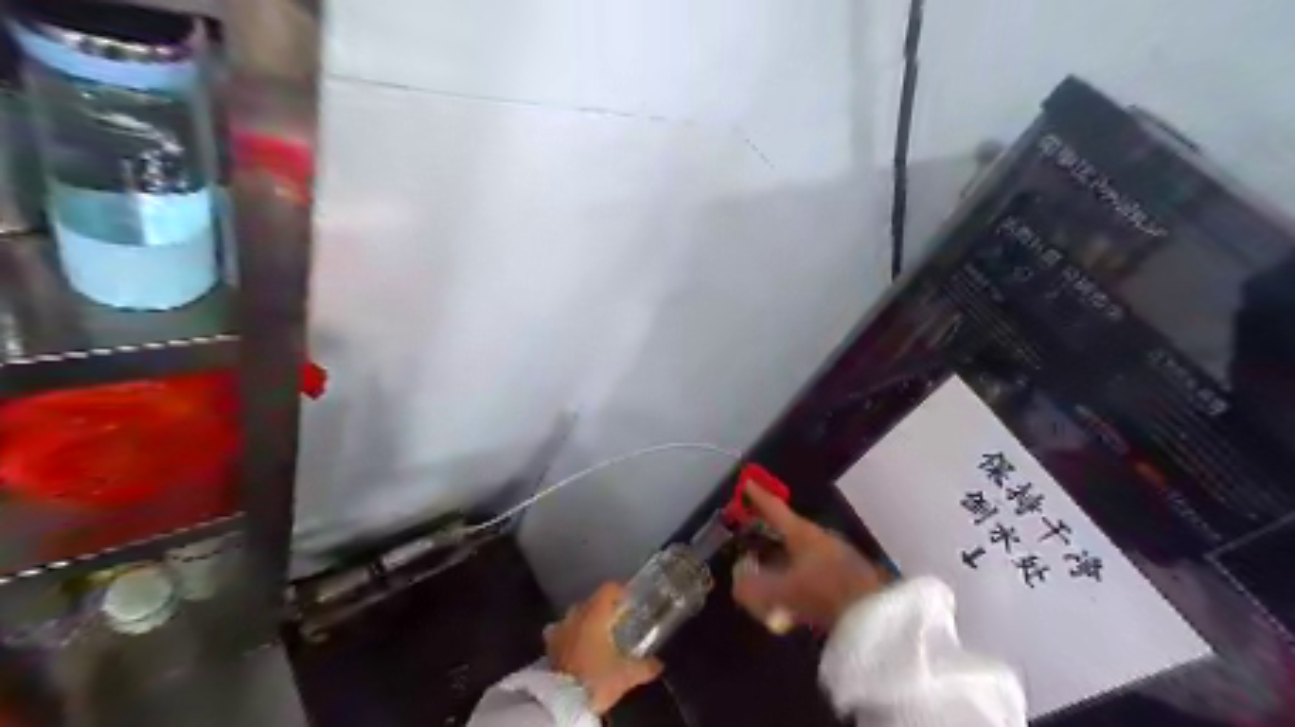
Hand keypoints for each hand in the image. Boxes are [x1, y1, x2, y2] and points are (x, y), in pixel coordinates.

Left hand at [544, 581, 666, 711]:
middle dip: (602, 608)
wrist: (562, 702)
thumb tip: (659, 663)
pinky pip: (558, 632)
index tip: (629, 600)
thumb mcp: (626, 675)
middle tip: (616, 620)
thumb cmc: (596, 679)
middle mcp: (575, 617)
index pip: (607, 589)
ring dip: (583, 620)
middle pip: (590, 601)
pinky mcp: (548, 647)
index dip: (620, 591)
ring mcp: (559, 631)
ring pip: (573, 615)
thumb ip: (645, 666)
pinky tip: (574, 647)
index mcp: (595, 615)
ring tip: (594, 633)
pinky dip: (567, 635)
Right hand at [733, 488, 885, 631]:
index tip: (747, 483)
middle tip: (752, 529)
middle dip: (771, 528)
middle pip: (789, 528)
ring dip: (784, 555)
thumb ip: (755, 589)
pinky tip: (791, 594)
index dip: (759, 497)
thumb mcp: (782, 591)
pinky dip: (797, 574)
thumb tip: (738, 584)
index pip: (775, 509)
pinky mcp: (845, 577)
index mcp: (802, 533)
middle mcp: (818, 539)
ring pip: (801, 550)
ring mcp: (834, 557)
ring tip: (768, 565)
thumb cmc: (825, 591)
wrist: (874, 613)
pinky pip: (812, 569)